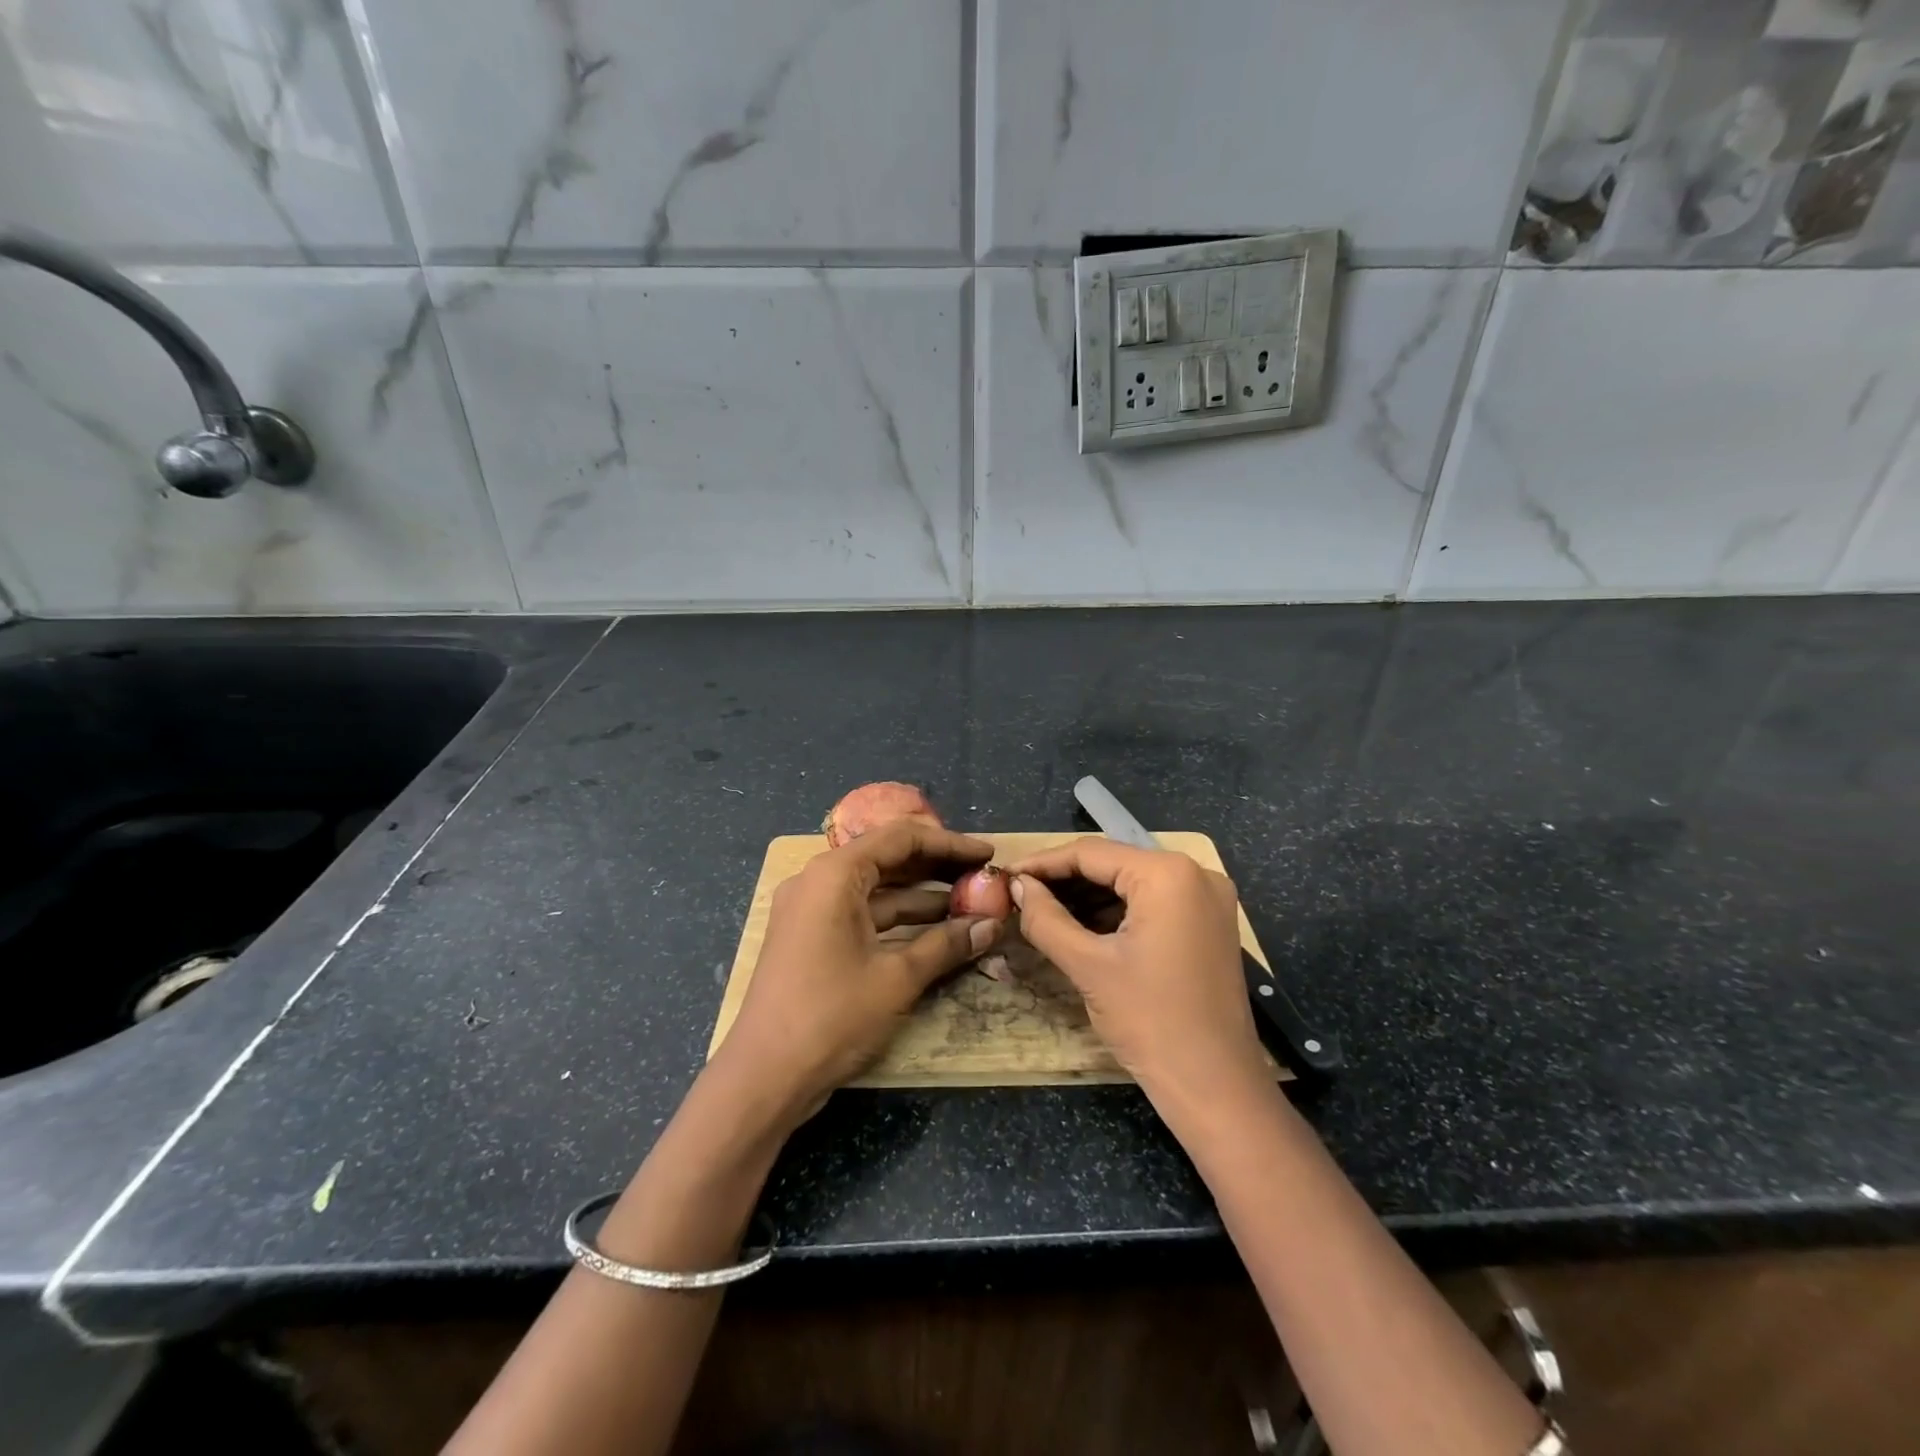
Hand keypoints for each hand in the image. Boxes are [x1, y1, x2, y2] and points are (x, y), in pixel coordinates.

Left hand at [711, 819, 1001, 1127]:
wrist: (764, 1077)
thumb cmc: (831, 1016)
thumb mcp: (896, 977)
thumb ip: (945, 944)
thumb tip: (991, 925)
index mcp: (835, 874)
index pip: (900, 837)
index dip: (949, 843)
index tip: (987, 855)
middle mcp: (819, 880)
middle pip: (887, 857)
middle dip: (937, 867)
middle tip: (982, 877)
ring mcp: (811, 909)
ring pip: (876, 888)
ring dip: (921, 895)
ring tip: (969, 903)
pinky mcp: (811, 937)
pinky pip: (862, 913)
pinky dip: (898, 919)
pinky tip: (935, 930)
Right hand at [1009, 838, 1268, 1107]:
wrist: (1216, 1088)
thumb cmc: (1150, 1022)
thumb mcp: (1088, 966)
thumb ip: (1046, 918)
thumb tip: (1017, 885)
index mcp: (1168, 874)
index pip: (1091, 853)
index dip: (1043, 863)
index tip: (1006, 875)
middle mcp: (1195, 873)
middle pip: (1113, 864)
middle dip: (1064, 880)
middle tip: (1020, 895)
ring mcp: (1207, 899)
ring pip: (1132, 883)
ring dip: (1088, 896)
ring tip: (1042, 910)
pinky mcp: (1209, 924)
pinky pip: (1152, 902)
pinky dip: (1116, 912)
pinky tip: (1081, 926)